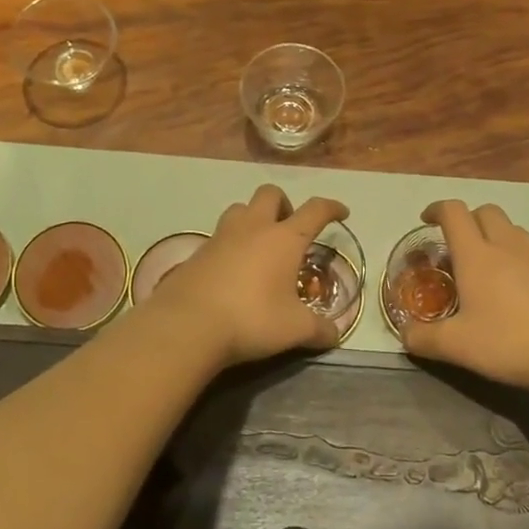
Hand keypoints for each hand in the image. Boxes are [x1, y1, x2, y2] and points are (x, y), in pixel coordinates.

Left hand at [148, 185, 350, 367]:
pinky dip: (231, 245)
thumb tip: (335, 334)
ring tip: (259, 246)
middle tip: (290, 230)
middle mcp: (253, 228)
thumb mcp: (295, 329)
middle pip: (270, 194)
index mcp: (284, 239)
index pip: (315, 210)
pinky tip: (233, 271)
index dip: (331, 208)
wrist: (187, 325)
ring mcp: (220, 237)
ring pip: (240, 209)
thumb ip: (319, 330)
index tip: (341, 212)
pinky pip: (219, 236)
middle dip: (285, 205)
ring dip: (253, 218)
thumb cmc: (251, 319)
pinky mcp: (197, 253)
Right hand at [398, 199, 528, 395]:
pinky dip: (515, 256)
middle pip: (486, 211)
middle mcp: (508, 246)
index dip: (437, 209)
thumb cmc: (510, 343)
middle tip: (455, 245)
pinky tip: (513, 289)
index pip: (454, 213)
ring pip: (512, 229)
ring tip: (483, 265)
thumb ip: (423, 338)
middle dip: (467, 219)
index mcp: (477, 255)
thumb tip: (404, 334)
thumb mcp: (457, 346)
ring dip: (493, 235)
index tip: (426, 220)